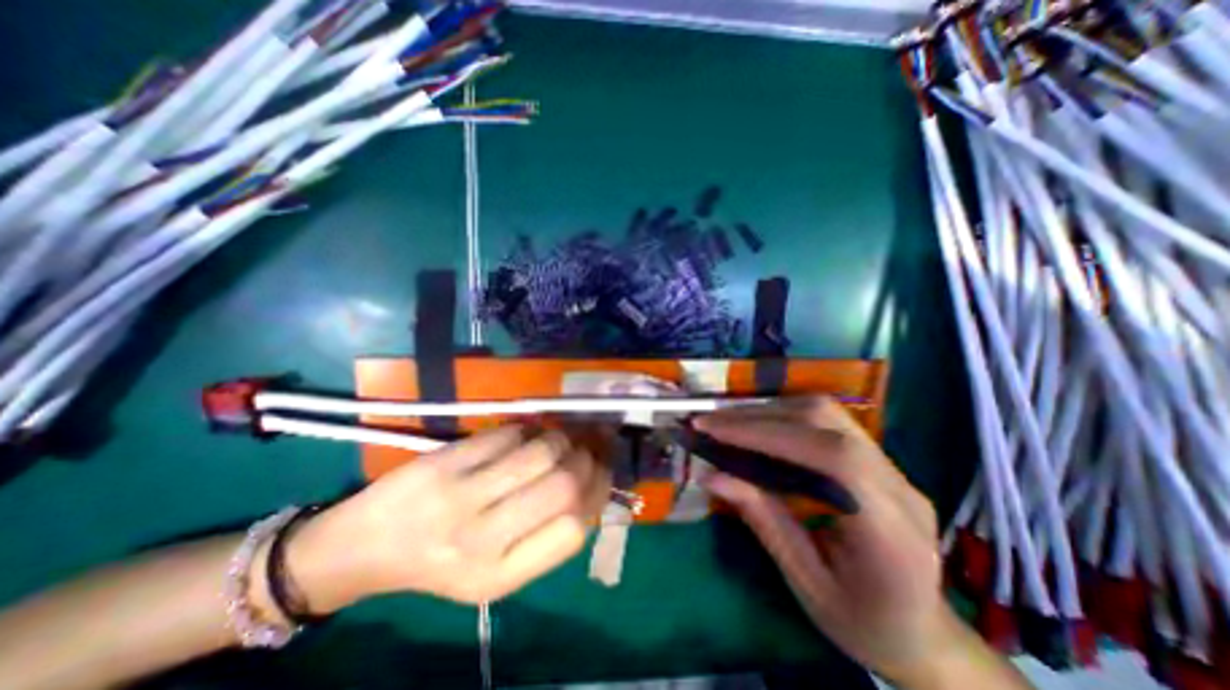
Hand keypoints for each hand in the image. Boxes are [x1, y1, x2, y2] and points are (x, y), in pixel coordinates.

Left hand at [281, 425, 609, 607]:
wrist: (364, 547)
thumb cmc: (440, 561)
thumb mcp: (496, 570)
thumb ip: (544, 535)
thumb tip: (593, 482)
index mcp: (499, 576)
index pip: (574, 529)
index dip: (598, 491)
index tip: (602, 470)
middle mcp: (482, 540)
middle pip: (564, 484)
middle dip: (585, 458)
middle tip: (585, 447)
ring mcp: (459, 496)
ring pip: (540, 451)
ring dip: (559, 437)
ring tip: (556, 438)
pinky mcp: (444, 462)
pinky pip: (508, 434)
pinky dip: (527, 429)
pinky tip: (524, 434)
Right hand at [696, 396, 985, 687]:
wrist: (925, 636)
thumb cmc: (864, 624)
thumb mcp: (806, 584)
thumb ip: (763, 521)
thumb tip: (711, 476)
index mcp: (891, 531)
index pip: (830, 456)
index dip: (767, 434)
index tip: (714, 430)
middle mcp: (898, 485)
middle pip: (826, 421)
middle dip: (759, 416)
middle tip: (710, 422)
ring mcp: (892, 467)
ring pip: (826, 412)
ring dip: (769, 411)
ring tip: (727, 422)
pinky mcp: (876, 460)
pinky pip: (826, 422)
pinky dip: (783, 417)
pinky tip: (757, 428)